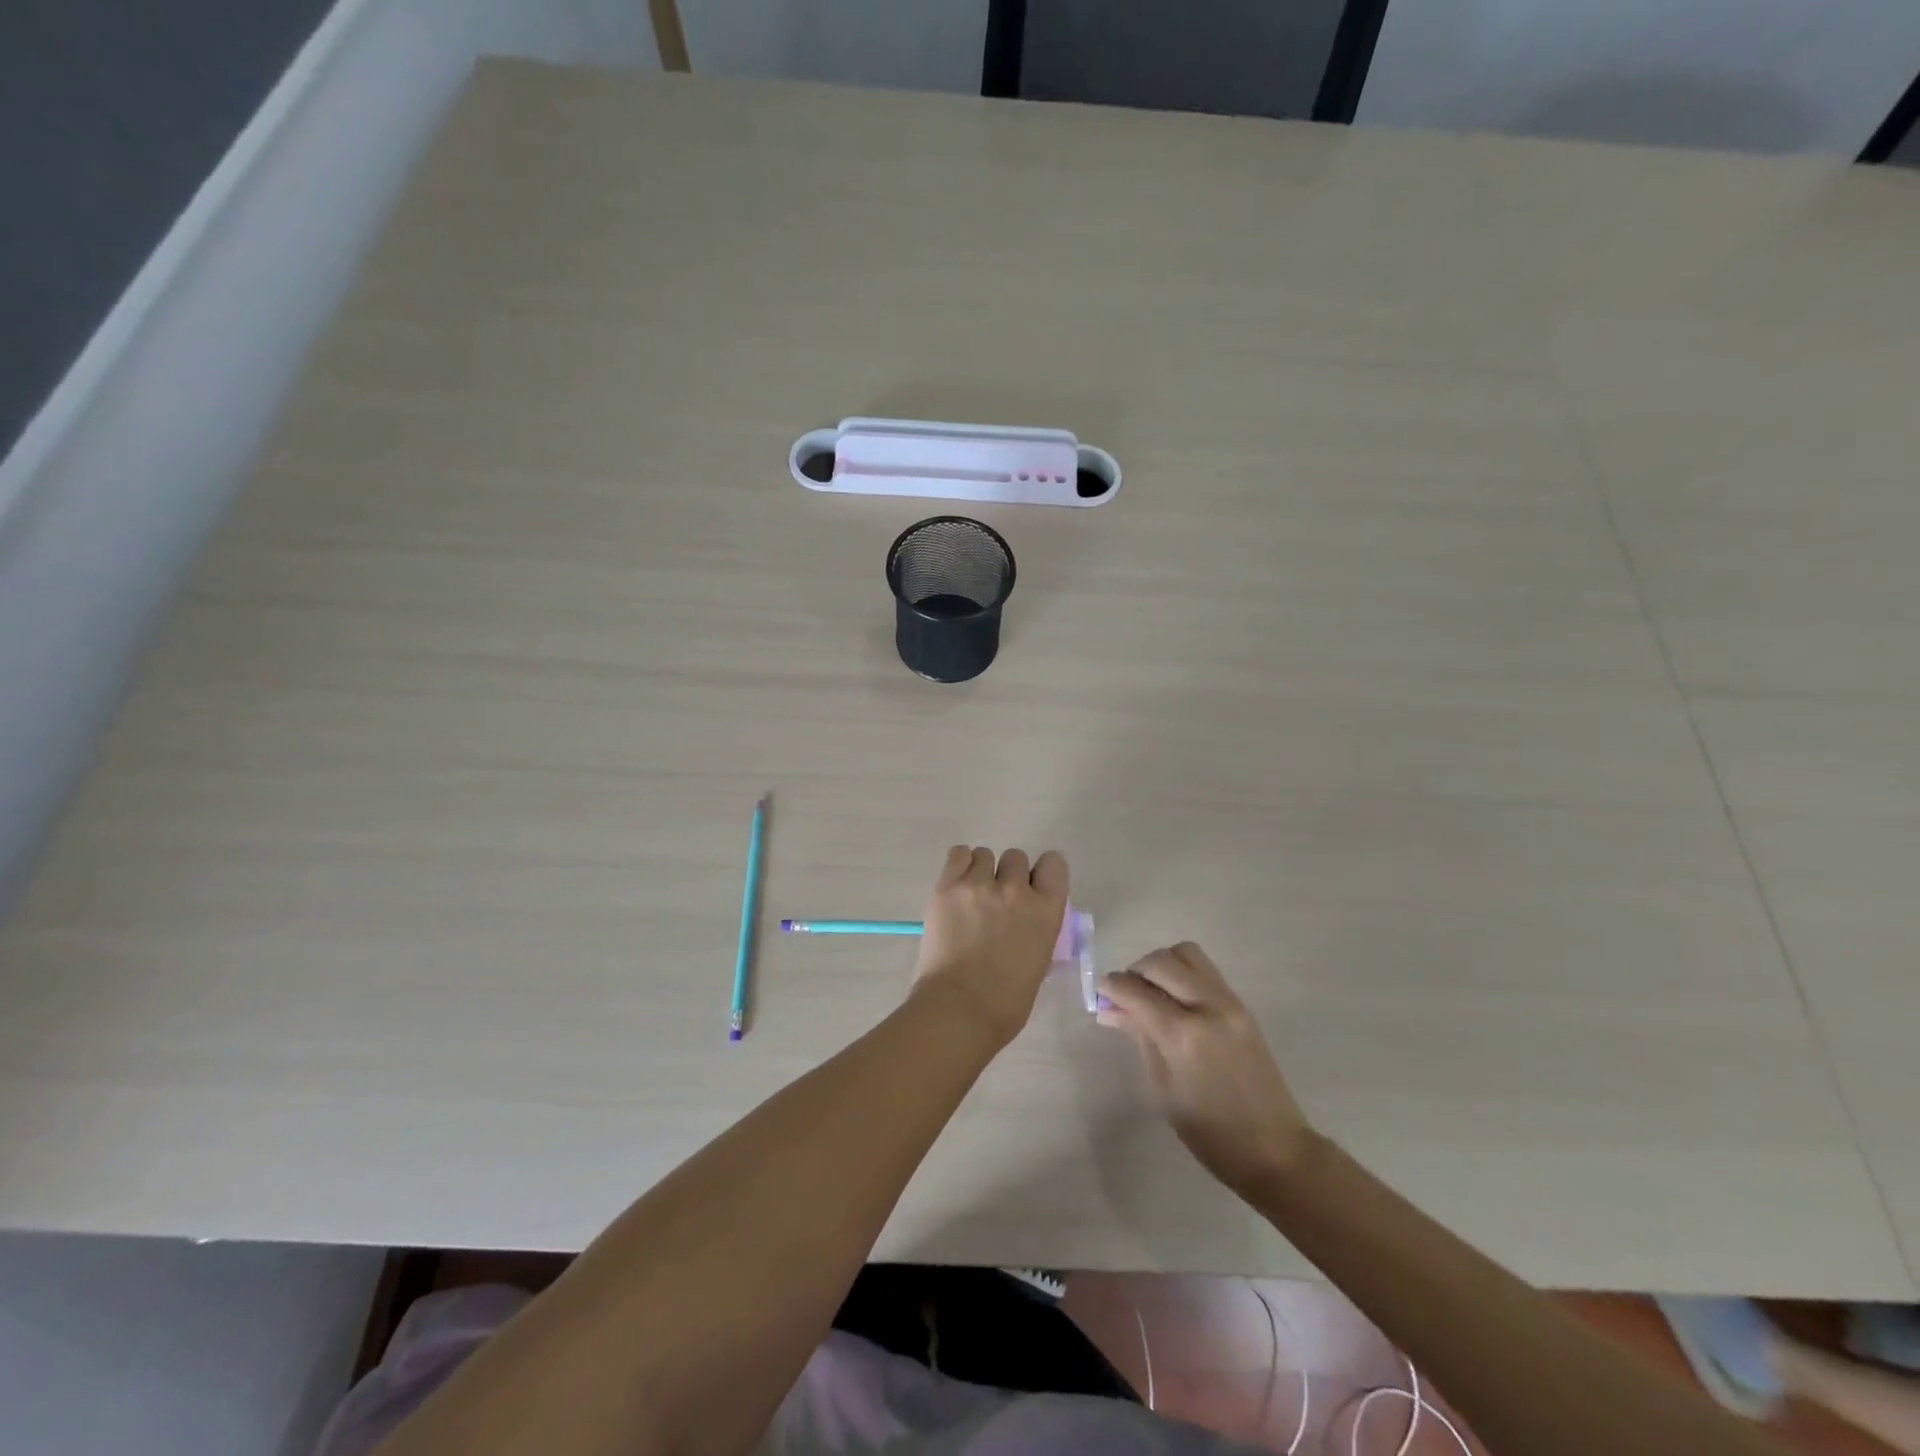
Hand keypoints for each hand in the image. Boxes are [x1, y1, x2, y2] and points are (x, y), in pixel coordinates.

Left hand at [912, 846, 1069, 1048]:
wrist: (959, 1010)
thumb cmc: (1006, 1002)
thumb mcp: (1039, 960)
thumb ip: (1035, 928)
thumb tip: (1024, 920)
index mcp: (1046, 910)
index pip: (1054, 864)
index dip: (1041, 873)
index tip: (1031, 888)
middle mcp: (1016, 889)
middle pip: (1016, 858)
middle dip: (1007, 875)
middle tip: (995, 901)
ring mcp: (979, 885)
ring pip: (985, 855)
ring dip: (980, 872)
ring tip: (970, 897)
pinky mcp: (947, 886)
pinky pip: (958, 854)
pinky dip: (959, 866)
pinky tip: (956, 887)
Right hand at [1097, 943, 1312, 1197]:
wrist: (1275, 1148)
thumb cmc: (1210, 1132)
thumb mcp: (1164, 1088)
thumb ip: (1140, 1037)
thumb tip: (1110, 1009)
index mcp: (1183, 1035)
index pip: (1136, 990)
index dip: (1111, 986)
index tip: (1100, 991)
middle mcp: (1208, 1007)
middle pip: (1161, 962)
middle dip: (1135, 971)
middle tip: (1125, 993)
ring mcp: (1229, 1002)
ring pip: (1187, 954)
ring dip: (1162, 964)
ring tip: (1152, 991)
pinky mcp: (1242, 1005)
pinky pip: (1205, 970)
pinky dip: (1182, 973)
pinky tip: (1174, 999)